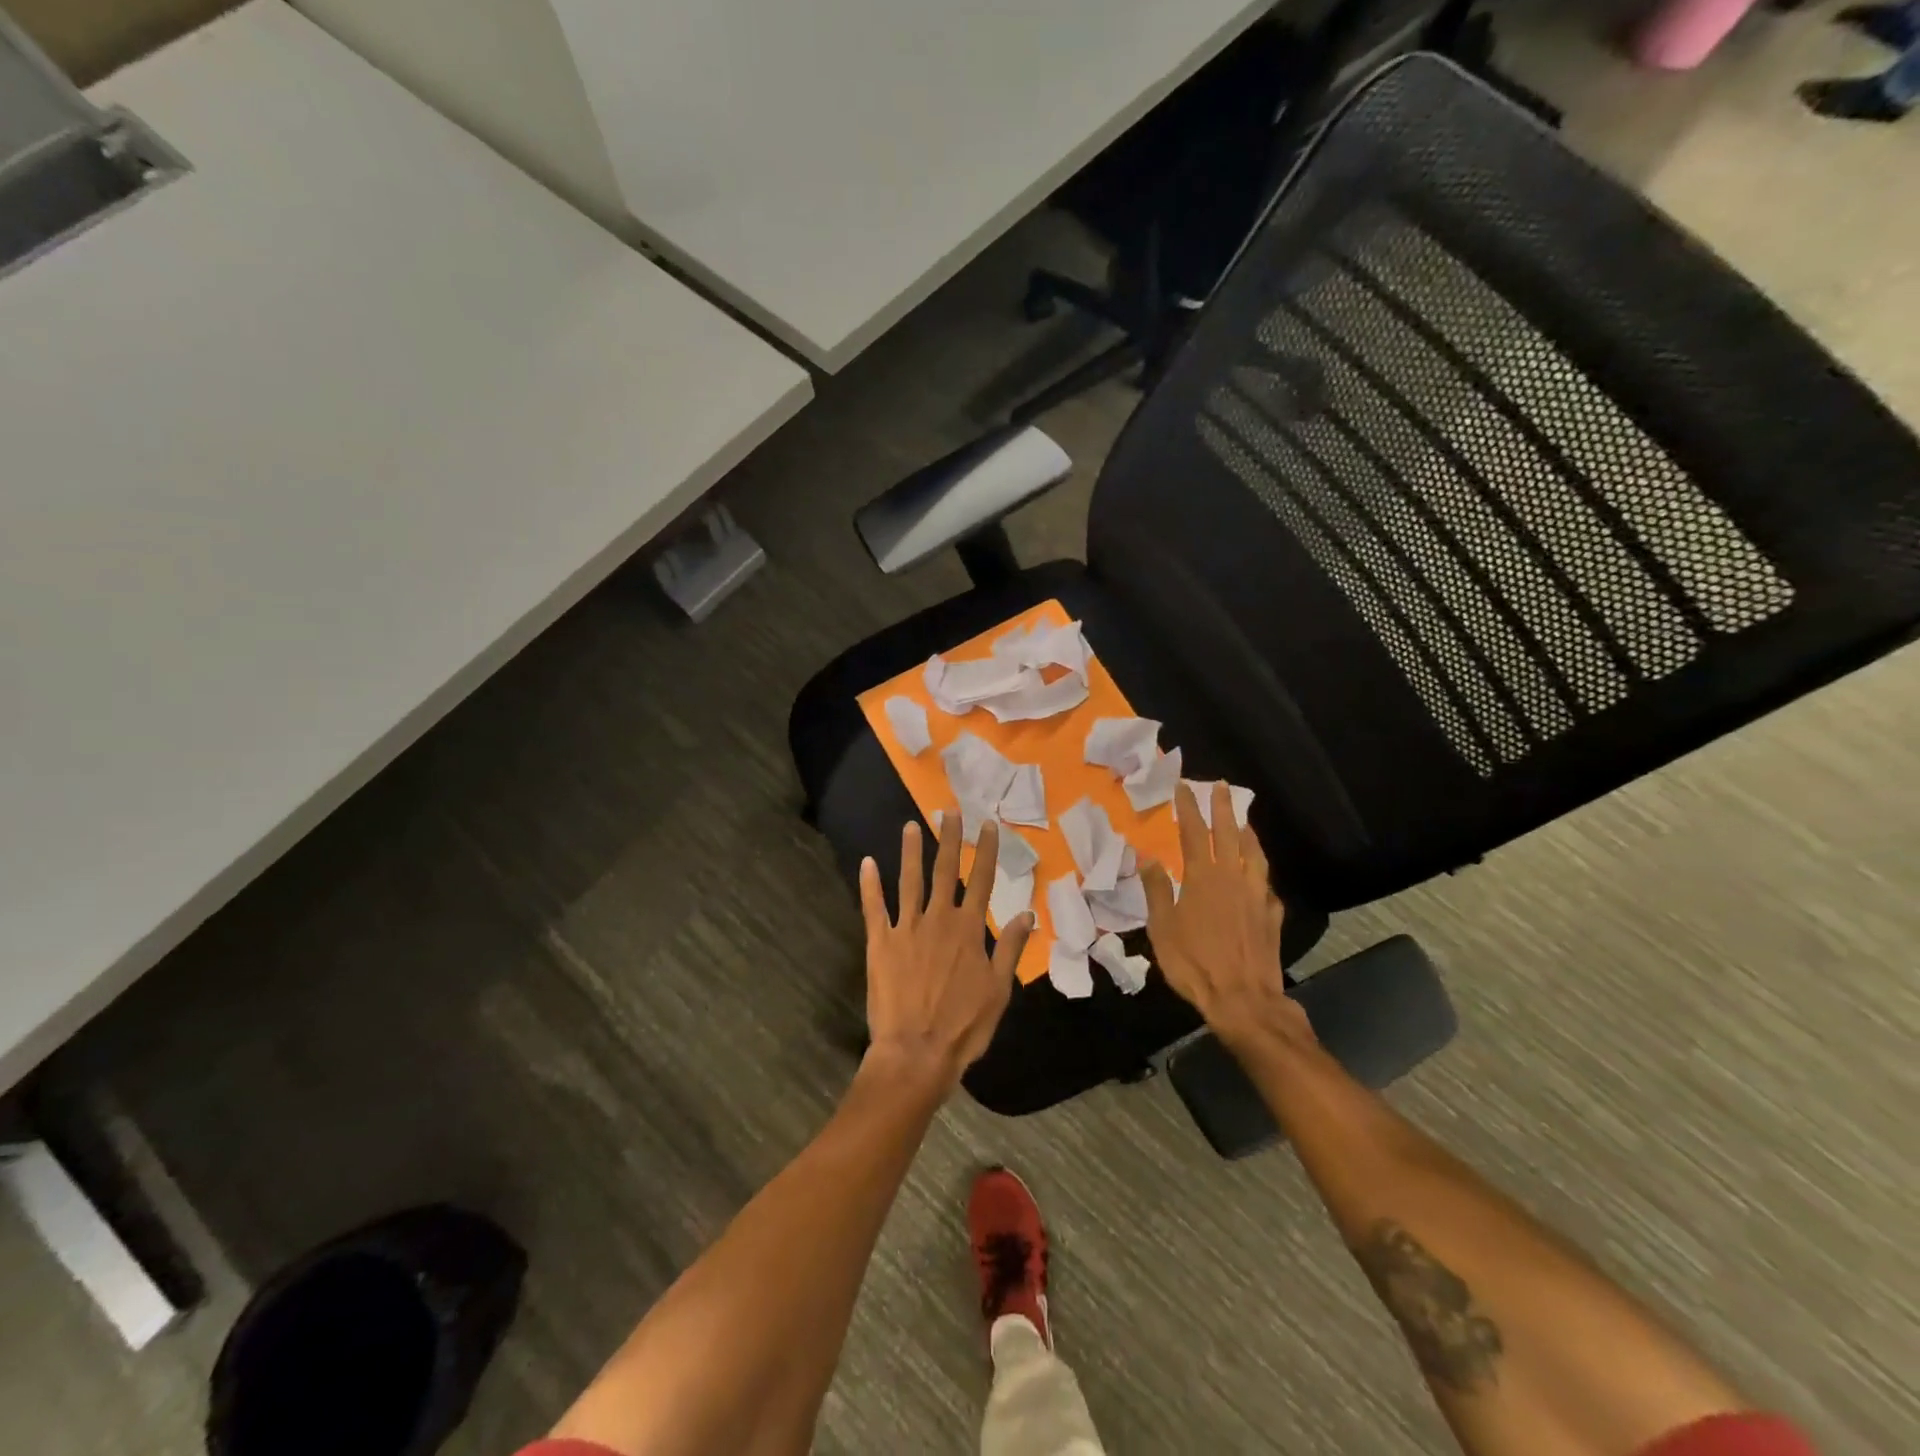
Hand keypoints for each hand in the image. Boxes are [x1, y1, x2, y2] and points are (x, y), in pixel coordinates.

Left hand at [860, 816, 1033, 1091]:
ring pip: (909, 881)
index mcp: (969, 930)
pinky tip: (867, 863)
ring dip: (911, 852)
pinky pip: (874, 907)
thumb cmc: (963, 1026)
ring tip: (911, 826)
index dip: (985, 851)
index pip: (980, 881)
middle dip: (949, 840)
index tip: (987, 825)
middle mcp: (938, 920)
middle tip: (949, 811)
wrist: (916, 1052)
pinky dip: (870, 884)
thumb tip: (1027, 913)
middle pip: (944, 871)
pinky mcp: (880, 943)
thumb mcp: (999, 990)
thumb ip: (1011, 948)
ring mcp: (906, 929)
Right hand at [1142, 781, 1312, 1052]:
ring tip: (1244, 820)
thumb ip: (1157, 889)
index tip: (1184, 786)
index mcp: (1204, 877)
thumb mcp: (1162, 927)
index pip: (1195, 832)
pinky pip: (1266, 884)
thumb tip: (1147, 857)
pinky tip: (1258, 876)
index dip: (1189, 807)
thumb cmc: (1194, 962)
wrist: (1243, 999)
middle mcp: (1234, 878)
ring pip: (1254, 854)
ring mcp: (1257, 896)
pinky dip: (1259, 871)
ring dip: (1248, 832)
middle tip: (1221, 786)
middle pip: (1230, 833)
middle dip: (1223, 807)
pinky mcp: (1272, 916)